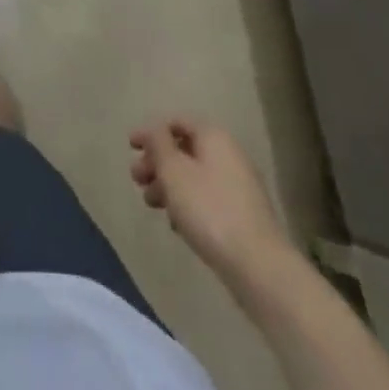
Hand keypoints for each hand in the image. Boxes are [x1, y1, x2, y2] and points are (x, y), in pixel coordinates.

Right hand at [129, 118, 286, 281]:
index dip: (151, 132)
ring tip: (151, 205)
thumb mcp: (174, 171)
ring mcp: (239, 185)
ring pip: (194, 175)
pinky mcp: (243, 214)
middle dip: (157, 162)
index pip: (177, 122)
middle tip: (137, 180)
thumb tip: (153, 130)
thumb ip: (158, 144)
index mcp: (213, 136)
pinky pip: (207, 198)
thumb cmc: (209, 210)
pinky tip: (176, 224)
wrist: (258, 267)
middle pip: (185, 149)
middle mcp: (229, 153)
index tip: (130, 148)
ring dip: (169, 185)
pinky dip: (188, 203)